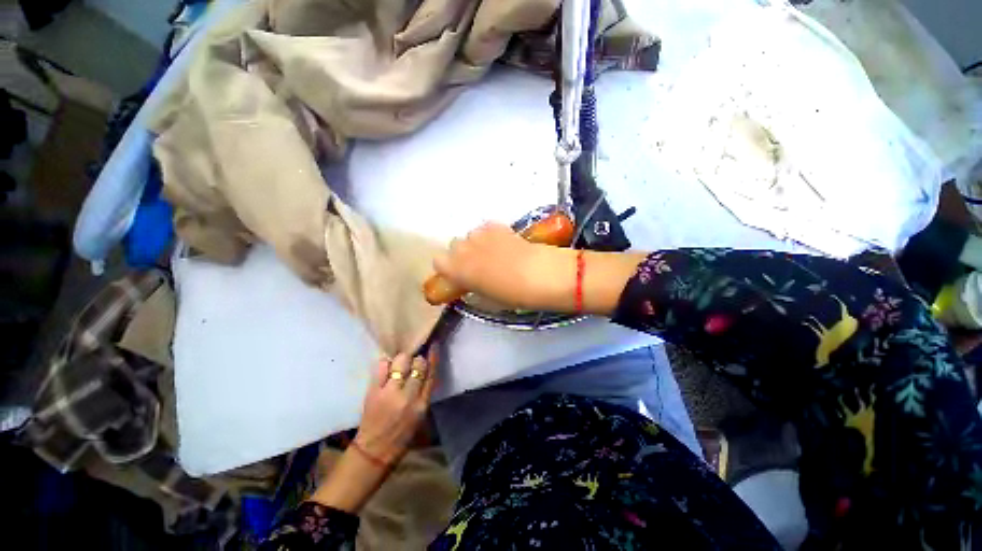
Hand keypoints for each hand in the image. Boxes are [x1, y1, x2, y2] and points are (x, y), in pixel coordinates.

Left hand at [310, 349, 436, 513]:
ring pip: (401, 361)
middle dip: (416, 359)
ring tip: (399, 364)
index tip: (433, 345)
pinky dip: (386, 364)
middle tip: (412, 362)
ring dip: (402, 359)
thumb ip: (424, 393)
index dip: (433, 356)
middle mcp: (408, 396)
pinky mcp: (374, 391)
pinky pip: (382, 367)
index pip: (431, 373)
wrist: (374, 452)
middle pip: (418, 364)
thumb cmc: (402, 436)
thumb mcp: (421, 416)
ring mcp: (390, 392)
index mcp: (422, 404)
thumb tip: (426, 370)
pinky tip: (386, 368)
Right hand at [434, 222, 648, 314]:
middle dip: (462, 254)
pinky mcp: (500, 227)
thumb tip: (471, 282)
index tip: (458, 275)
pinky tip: (504, 244)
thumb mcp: (489, 298)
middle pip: (454, 244)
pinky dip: (490, 236)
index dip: (447, 267)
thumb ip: (473, 287)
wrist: (543, 275)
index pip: (439, 261)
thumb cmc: (515, 295)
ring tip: (494, 254)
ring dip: (477, 244)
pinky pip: (487, 229)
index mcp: (460, 269)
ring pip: (471, 235)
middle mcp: (466, 248)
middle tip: (478, 266)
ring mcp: (483, 235)